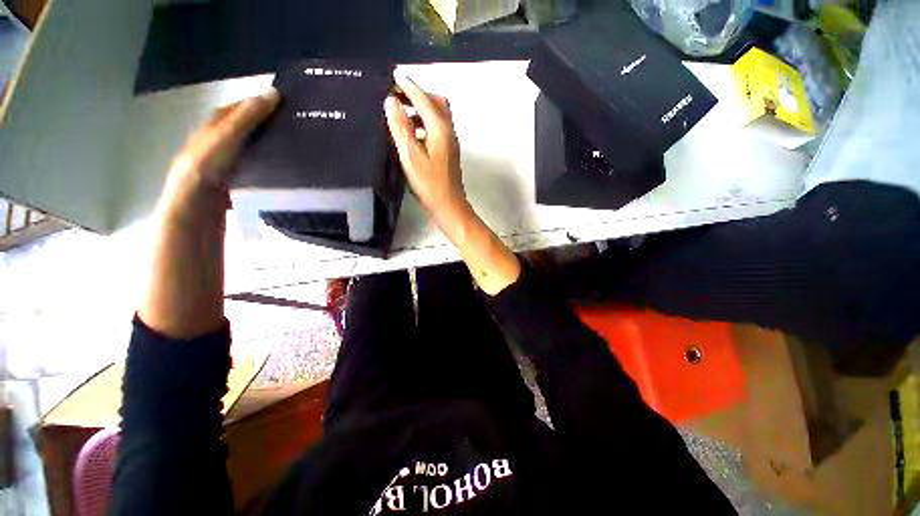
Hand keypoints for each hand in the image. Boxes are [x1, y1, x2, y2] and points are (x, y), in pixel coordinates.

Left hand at [159, 88, 280, 221]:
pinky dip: (266, 163)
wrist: (198, 199)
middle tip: (295, 130)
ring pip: (251, 146)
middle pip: (247, 126)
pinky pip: (255, 164)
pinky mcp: (234, 175)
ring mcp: (226, 158)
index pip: (242, 106)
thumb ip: (251, 114)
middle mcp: (219, 137)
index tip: (287, 108)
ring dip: (268, 146)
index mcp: (216, 122)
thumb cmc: (209, 161)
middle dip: (268, 126)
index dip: (262, 103)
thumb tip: (274, 91)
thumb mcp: (230, 133)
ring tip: (293, 149)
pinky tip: (280, 169)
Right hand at [384, 72, 470, 227]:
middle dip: (417, 93)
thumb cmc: (430, 185)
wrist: (449, 206)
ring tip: (400, 111)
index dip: (408, 86)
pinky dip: (424, 122)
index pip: (423, 99)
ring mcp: (450, 141)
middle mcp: (448, 130)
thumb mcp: (411, 157)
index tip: (393, 75)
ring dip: (420, 107)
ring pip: (438, 115)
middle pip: (436, 102)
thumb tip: (391, 101)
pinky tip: (412, 132)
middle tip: (397, 94)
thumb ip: (401, 128)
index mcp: (440, 129)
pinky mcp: (448, 151)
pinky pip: (437, 127)